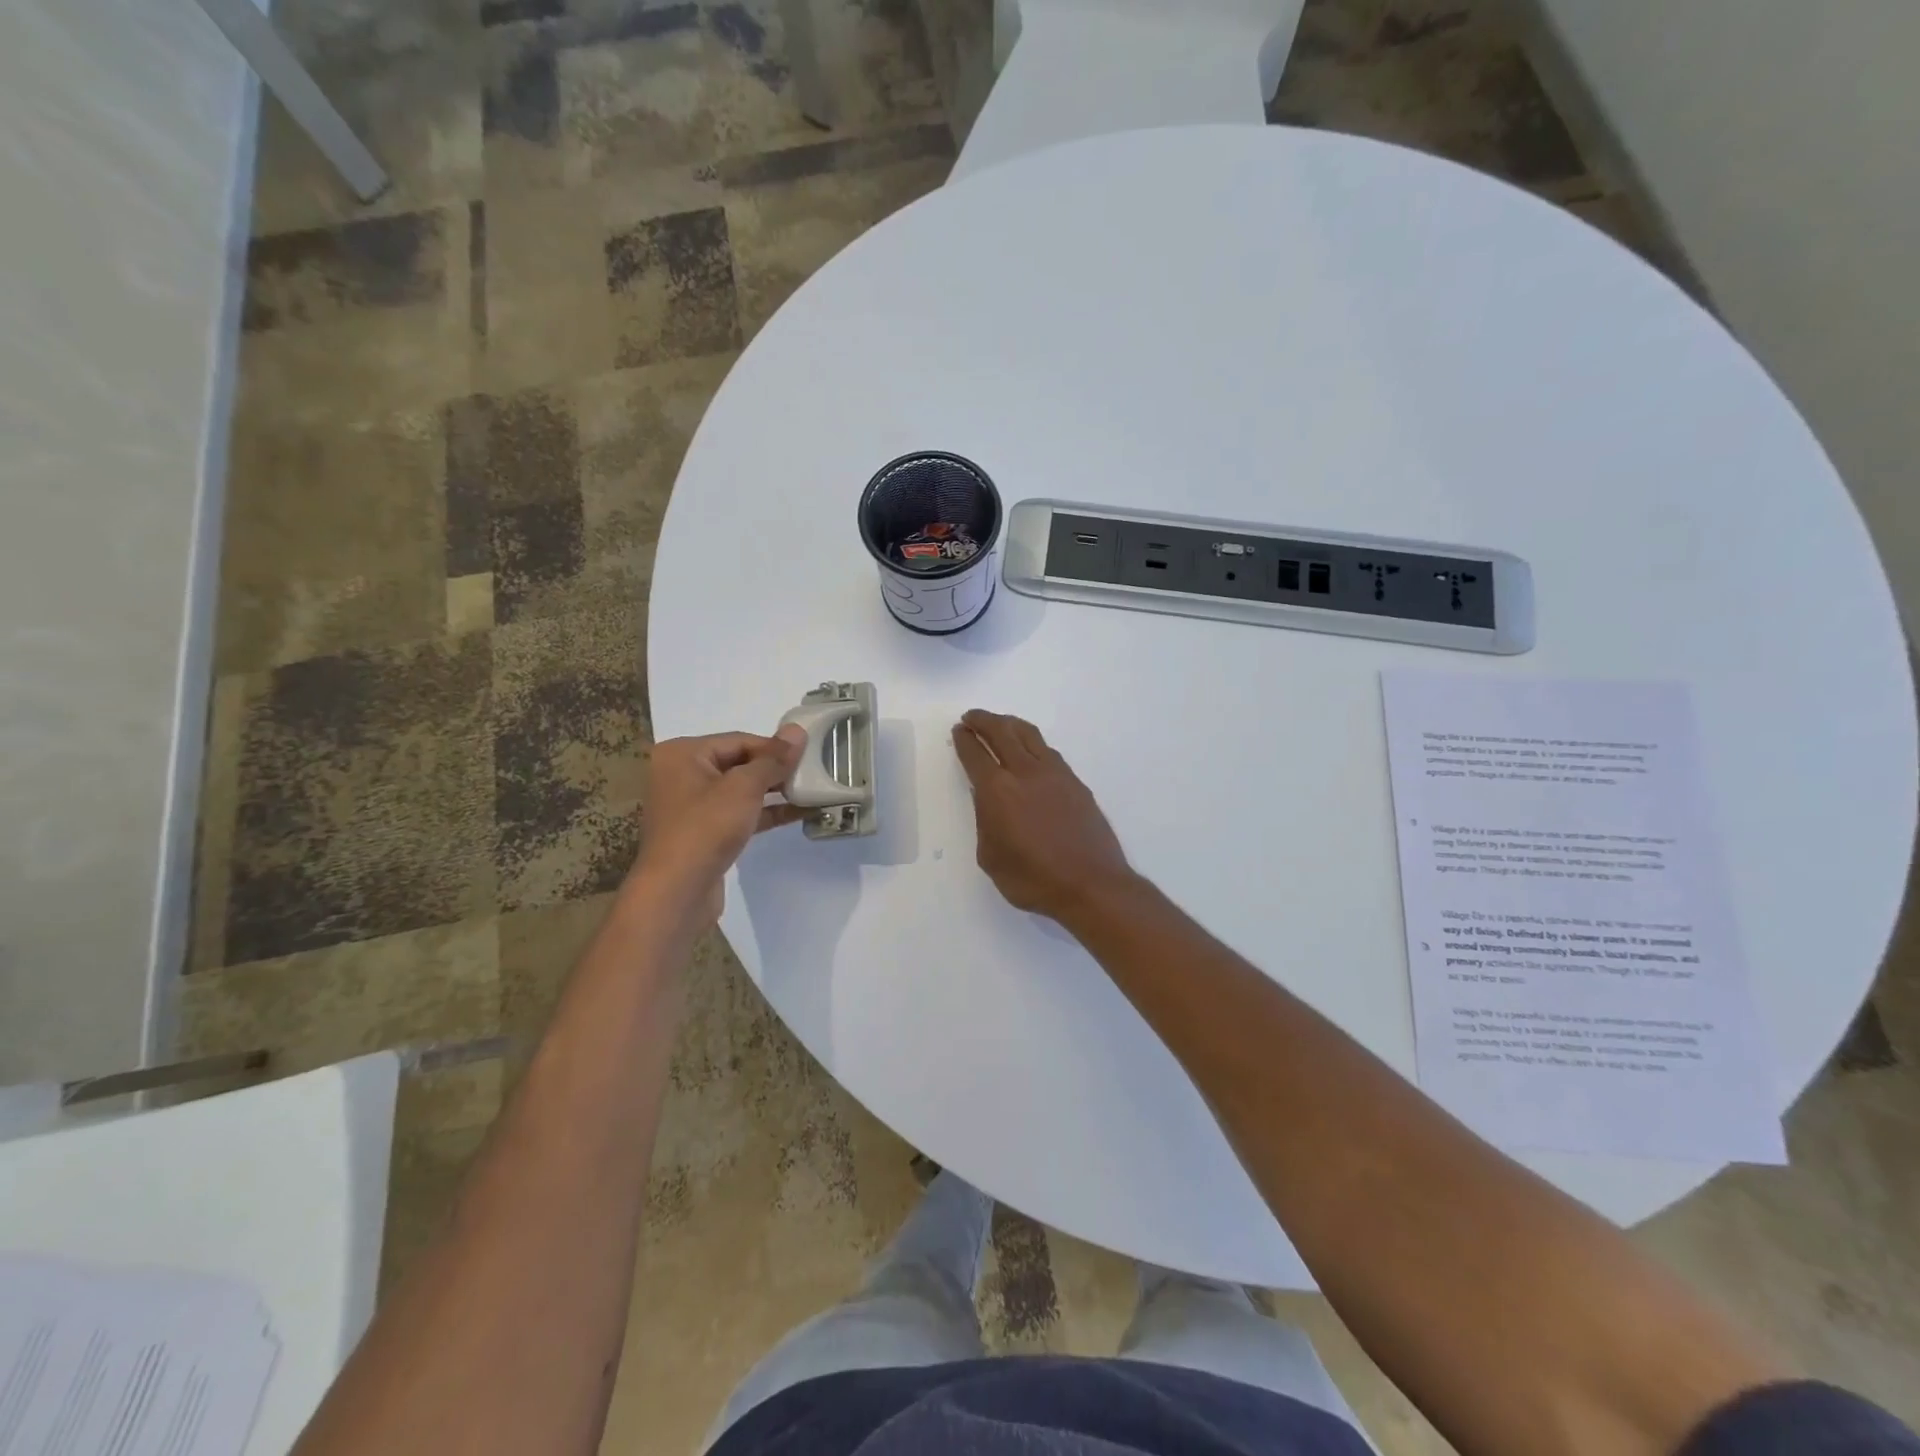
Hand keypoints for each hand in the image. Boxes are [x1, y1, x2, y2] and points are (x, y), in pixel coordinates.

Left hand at [633, 727, 806, 924]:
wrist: (677, 892)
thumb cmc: (706, 829)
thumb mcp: (744, 788)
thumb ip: (773, 759)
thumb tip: (797, 730)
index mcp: (682, 754)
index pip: (739, 740)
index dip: (774, 747)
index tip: (808, 755)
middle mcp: (682, 774)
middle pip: (739, 762)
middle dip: (775, 769)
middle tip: (813, 772)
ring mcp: (692, 805)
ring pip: (740, 789)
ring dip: (774, 791)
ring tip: (811, 790)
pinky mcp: (704, 832)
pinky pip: (739, 813)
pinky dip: (765, 812)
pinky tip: (798, 813)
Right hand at [951, 710, 1136, 922]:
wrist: (1091, 884)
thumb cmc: (1033, 879)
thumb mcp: (991, 857)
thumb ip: (985, 822)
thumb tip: (987, 800)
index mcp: (998, 791)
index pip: (976, 755)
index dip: (965, 740)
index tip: (959, 730)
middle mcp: (1026, 773)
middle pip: (1002, 733)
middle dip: (983, 721)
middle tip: (972, 717)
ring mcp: (1055, 774)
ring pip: (1029, 735)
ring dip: (1010, 724)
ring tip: (1000, 723)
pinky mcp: (1076, 783)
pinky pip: (1048, 752)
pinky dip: (1032, 743)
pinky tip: (1031, 750)